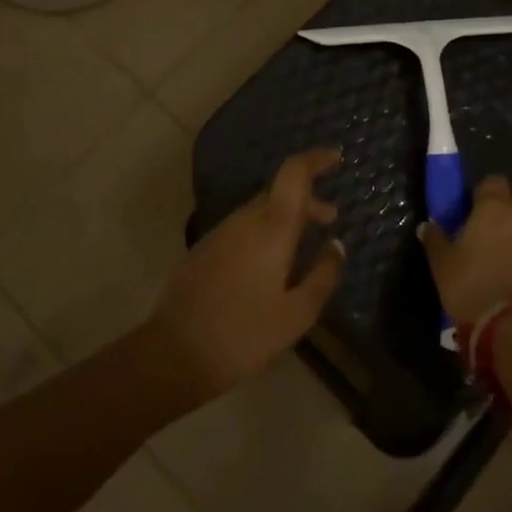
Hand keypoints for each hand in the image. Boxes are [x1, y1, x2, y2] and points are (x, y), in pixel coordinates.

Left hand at [149, 148, 345, 399]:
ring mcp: (221, 232)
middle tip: (331, 218)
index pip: (294, 173)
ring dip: (287, 216)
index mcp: (271, 228)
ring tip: (305, 244)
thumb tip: (337, 246)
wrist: (175, 353)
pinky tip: (270, 263)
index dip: (316, 159)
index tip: (336, 157)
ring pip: (260, 210)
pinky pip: (243, 227)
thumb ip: (323, 275)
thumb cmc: (244, 335)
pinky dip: (265, 230)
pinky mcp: (205, 249)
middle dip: (308, 198)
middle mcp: (245, 220)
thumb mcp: (297, 314)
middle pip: (279, 191)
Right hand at [421, 176, 511, 325]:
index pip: (493, 181)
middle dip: (510, 205)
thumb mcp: (442, 264)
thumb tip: (426, 226)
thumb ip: (435, 239)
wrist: (510, 326)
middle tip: (495, 226)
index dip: (484, 192)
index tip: (474, 207)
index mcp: (494, 208)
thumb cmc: (469, 287)